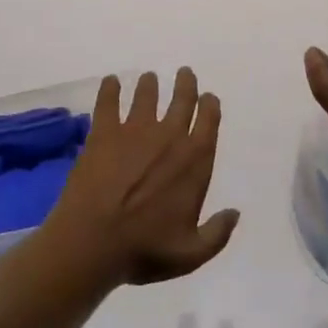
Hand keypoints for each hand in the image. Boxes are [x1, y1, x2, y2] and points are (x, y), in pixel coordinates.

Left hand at [44, 68, 239, 286]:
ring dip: (150, 84)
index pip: (209, 119)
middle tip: (184, 73)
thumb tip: (235, 213)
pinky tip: (110, 81)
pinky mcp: (104, 131)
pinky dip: (110, 88)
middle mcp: (169, 135)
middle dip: (186, 83)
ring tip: (149, 78)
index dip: (209, 104)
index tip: (207, 98)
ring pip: (147, 94)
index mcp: (195, 159)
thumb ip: (217, 233)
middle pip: (182, 98)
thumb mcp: (191, 253)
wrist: (93, 242)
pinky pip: (108, 100)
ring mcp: (134, 129)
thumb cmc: (145, 249)